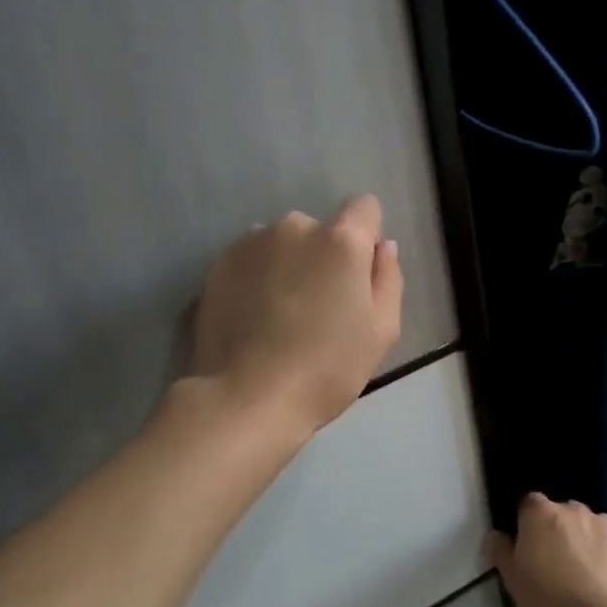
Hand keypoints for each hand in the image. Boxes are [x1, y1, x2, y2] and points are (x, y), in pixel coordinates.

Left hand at [191, 195, 402, 435]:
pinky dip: (256, 280)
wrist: (247, 398)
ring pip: (283, 246)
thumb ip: (388, 278)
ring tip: (280, 317)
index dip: (367, 238)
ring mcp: (250, 243)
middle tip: (318, 309)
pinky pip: (251, 261)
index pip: (365, 208)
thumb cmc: (327, 369)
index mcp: (340, 240)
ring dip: (287, 267)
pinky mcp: (218, 265)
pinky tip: (253, 320)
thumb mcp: (382, 331)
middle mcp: (294, 227)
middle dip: (323, 259)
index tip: (358, 276)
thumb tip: (382, 247)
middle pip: (321, 231)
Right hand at [490, 494, 606, 606]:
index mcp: (540, 514)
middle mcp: (574, 509)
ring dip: (588, 542)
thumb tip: (496, 535)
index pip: (530, 505)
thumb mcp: (513, 583)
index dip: (530, 524)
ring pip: (592, 527)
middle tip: (559, 565)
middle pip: (563, 514)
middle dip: (561, 532)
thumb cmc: (549, 603)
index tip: (531, 548)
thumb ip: (502, 552)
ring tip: (589, 577)